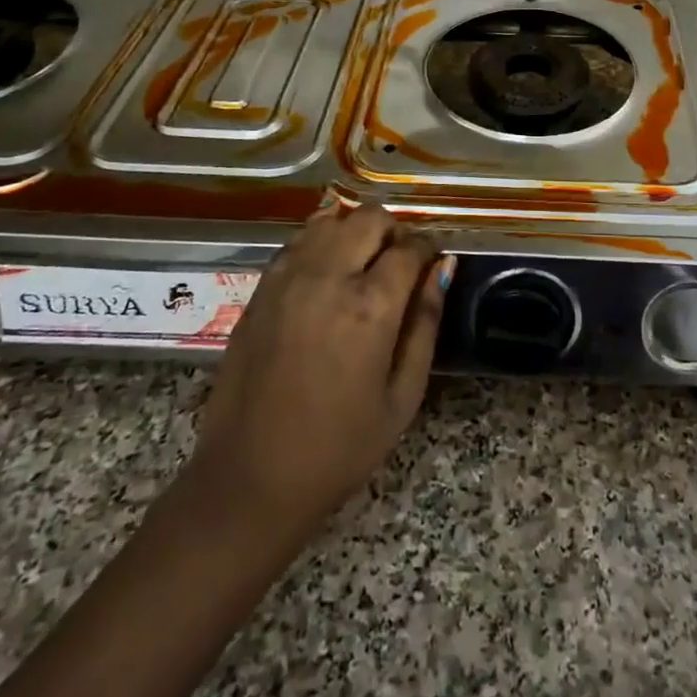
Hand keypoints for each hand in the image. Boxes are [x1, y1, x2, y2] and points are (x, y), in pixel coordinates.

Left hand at [184, 199, 452, 552]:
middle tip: (398, 262)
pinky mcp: (260, 290)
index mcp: (370, 306)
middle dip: (392, 231)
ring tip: (362, 264)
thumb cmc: (340, 447)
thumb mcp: (403, 395)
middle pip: (369, 218)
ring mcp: (287, 279)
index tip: (430, 262)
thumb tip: (444, 267)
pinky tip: (326, 274)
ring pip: (330, 220)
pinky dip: (320, 243)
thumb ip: (426, 323)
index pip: (409, 248)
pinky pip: (297, 242)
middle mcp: (327, 277)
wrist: (251, 478)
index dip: (427, 249)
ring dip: (354, 231)